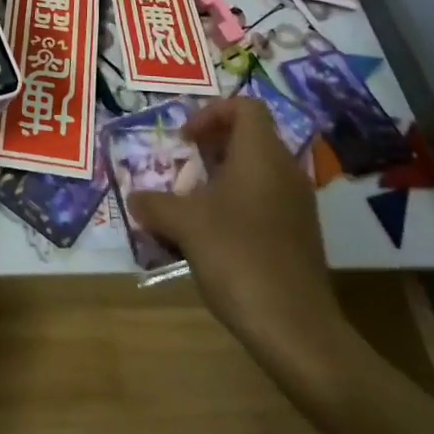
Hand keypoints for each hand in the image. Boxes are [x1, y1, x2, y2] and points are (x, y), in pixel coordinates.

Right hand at [126, 97, 345, 362]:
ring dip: (219, 180)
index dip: (211, 112)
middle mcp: (285, 170)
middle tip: (180, 171)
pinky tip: (210, 238)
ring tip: (188, 207)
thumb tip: (136, 198)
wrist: (294, 327)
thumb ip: (155, 204)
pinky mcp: (298, 234)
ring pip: (254, 173)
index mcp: (261, 154)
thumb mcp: (185, 225)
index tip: (184, 140)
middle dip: (209, 149)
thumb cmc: (238, 257)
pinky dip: (235, 206)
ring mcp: (296, 204)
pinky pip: (263, 202)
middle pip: (248, 138)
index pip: (244, 106)